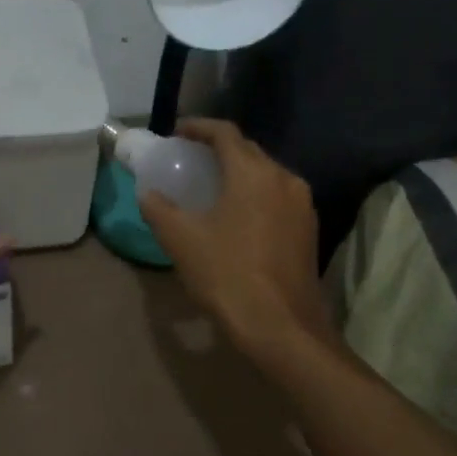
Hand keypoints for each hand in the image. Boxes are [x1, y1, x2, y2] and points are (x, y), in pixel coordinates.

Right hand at [137, 118, 330, 363]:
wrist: (282, 327)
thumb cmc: (228, 275)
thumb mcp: (181, 240)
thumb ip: (159, 209)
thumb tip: (148, 194)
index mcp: (253, 173)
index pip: (225, 133)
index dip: (199, 127)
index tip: (177, 132)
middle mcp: (284, 179)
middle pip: (248, 151)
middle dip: (218, 149)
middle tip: (189, 159)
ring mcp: (302, 205)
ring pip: (266, 174)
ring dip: (238, 172)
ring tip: (210, 185)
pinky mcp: (308, 229)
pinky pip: (277, 196)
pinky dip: (254, 194)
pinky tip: (236, 214)